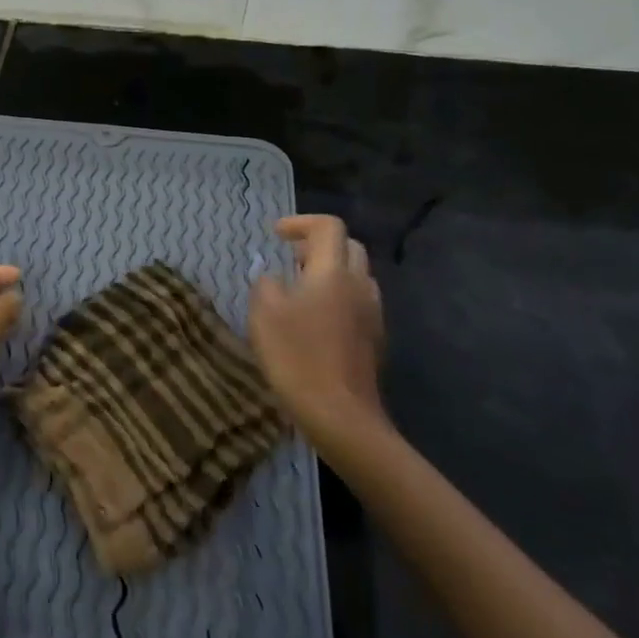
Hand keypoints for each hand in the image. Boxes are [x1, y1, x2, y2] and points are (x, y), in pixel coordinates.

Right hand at [248, 215, 386, 435]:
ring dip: (331, 272)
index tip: (276, 235)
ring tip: (301, 290)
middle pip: (348, 247)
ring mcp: (372, 314)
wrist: (339, 415)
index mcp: (333, 272)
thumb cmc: (296, 356)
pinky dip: (339, 298)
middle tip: (291, 259)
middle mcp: (360, 285)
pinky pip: (359, 303)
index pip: (328, 227)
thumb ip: (266, 283)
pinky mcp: (375, 340)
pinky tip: (316, 321)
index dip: (301, 223)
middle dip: (318, 245)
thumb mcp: (264, 312)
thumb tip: (275, 278)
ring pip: (357, 276)